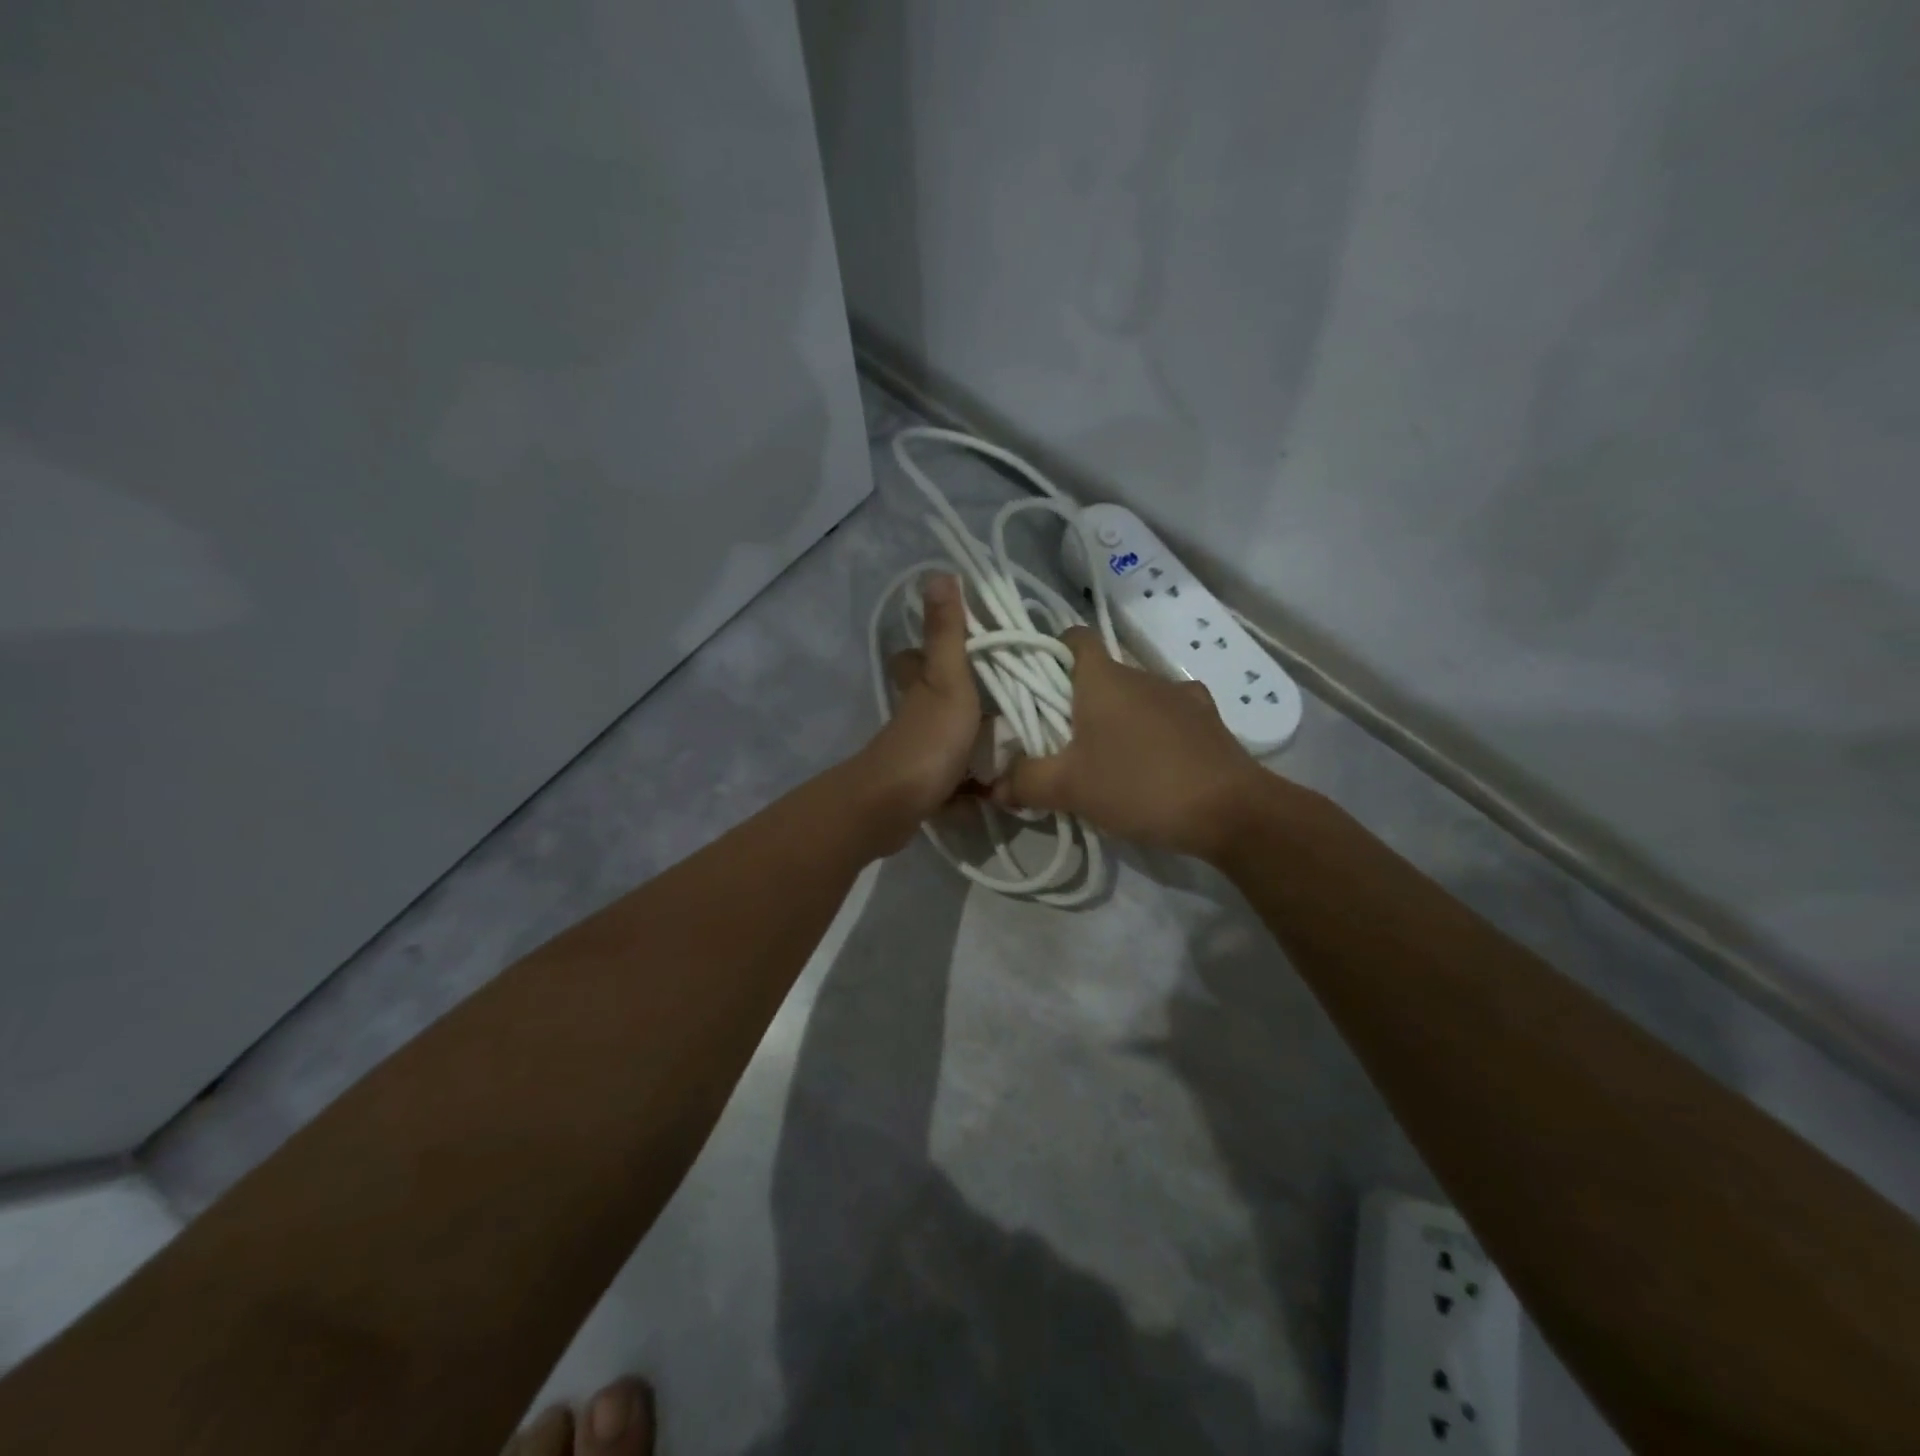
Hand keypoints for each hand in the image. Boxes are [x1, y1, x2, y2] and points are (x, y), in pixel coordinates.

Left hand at [856, 574, 981, 846]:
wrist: (896, 806)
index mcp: (920, 686)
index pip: (916, 658)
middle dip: (961, 699)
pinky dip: (970, 785)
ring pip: (945, 739)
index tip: (970, 647)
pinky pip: (953, 781)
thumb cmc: (928, 740)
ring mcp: (918, 754)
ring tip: (1016, 743)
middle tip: (1006, 702)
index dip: (931, 650)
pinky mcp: (925, 789)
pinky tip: (998, 789)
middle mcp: (914, 716)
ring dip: (972, 742)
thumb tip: (937, 571)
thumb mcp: (947, 681)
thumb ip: (946, 633)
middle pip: (932, 699)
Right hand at [991, 627, 1278, 858]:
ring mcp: (1182, 695)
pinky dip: (1154, 732)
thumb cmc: (1139, 785)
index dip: (1051, 652)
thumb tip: (993, 785)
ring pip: (1136, 696)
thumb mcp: (1069, 789)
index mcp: (1104, 678)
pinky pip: (1169, 716)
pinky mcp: (1209, 720)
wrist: (1230, 811)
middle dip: (1079, 700)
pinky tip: (1153, 764)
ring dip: (1119, 718)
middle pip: (1101, 673)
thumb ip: (1024, 782)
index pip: (1073, 637)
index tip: (1038, 684)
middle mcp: (1143, 675)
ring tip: (1108, 759)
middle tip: (1061, 740)